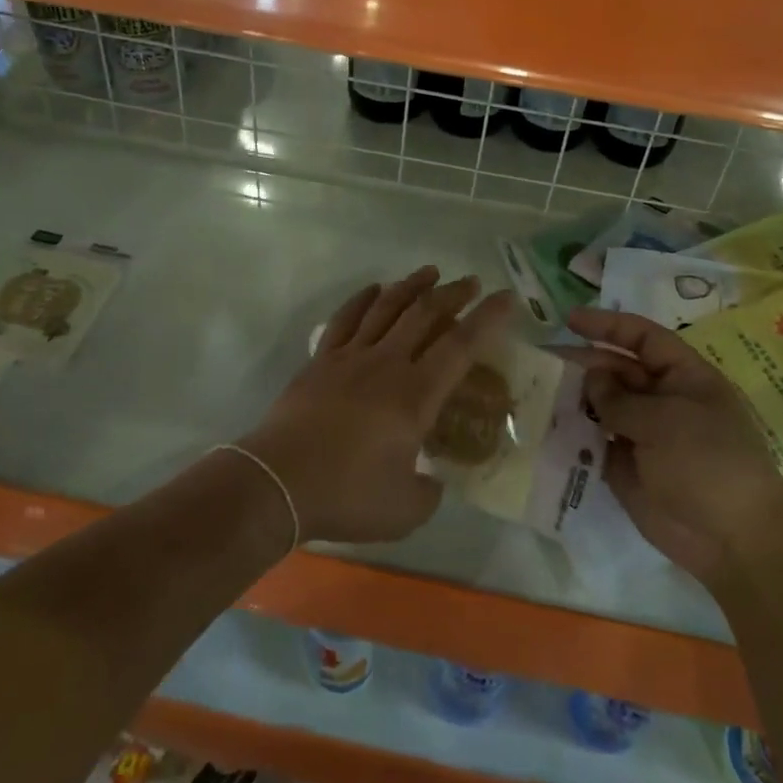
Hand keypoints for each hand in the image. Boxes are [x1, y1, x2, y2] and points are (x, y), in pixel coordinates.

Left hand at [241, 266, 510, 544]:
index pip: (460, 346)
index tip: (505, 297)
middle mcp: (387, 364)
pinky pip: (345, 319)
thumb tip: (432, 480)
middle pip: (425, 315)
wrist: (277, 483)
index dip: (487, 319)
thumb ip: (429, 492)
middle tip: (470, 282)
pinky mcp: (321, 360)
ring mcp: (350, 357)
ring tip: (430, 272)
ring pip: (386, 307)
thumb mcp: (405, 510)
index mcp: (415, 396)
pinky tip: (374, 290)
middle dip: (452, 294)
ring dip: (411, 286)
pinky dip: (363, 299)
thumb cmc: (346, 496)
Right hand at [566, 307, 782, 583]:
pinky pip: (595, 441)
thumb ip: (620, 398)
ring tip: (538, 390)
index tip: (570, 320)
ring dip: (574, 397)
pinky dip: (574, 433)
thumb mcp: (664, 421)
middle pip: (617, 370)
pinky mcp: (626, 467)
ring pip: (602, 405)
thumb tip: (590, 378)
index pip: (643, 338)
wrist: (732, 541)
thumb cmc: (707, 463)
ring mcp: (644, 434)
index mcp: (684, 377)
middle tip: (544, 361)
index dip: (608, 325)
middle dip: (583, 363)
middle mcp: (662, 400)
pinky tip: (546, 425)